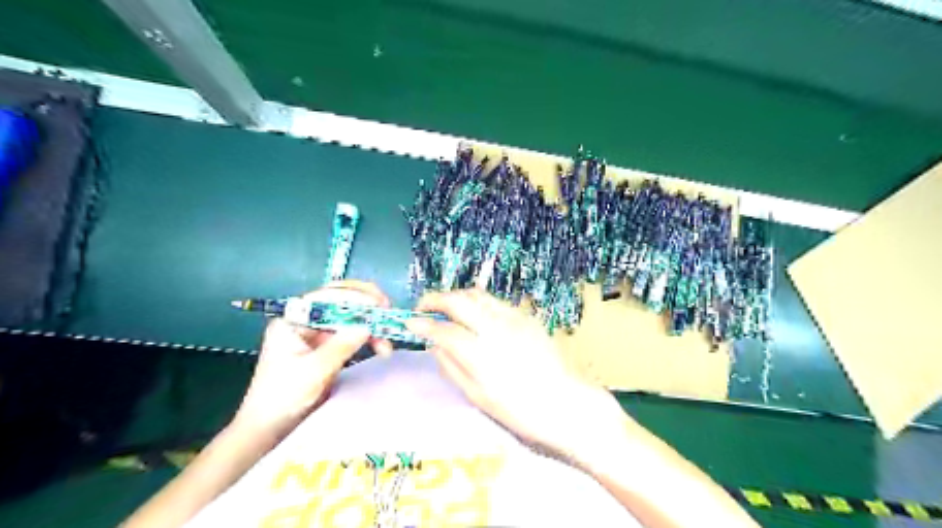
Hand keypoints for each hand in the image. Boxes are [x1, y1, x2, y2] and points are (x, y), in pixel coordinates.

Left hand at [240, 280, 395, 437]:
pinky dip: (368, 338)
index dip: (354, 297)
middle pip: (339, 301)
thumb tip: (367, 326)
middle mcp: (305, 321)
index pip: (326, 298)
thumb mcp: (313, 372)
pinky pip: (352, 334)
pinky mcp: (328, 347)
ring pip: (349, 318)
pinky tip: (381, 347)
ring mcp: (317, 334)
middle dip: (365, 304)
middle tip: (387, 311)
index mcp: (292, 321)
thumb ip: (340, 346)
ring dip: (370, 325)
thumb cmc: (282, 399)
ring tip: (387, 342)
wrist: (269, 430)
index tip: (378, 304)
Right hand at [408, 288, 623, 457]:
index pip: (442, 329)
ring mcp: (513, 318)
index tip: (410, 323)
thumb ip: (452, 367)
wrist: (567, 403)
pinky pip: (494, 301)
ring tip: (446, 308)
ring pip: (477, 294)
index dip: (422, 324)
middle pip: (458, 300)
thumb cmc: (520, 410)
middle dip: (435, 299)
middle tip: (423, 308)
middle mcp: (495, 327)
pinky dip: (477, 302)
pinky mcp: (526, 316)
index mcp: (481, 353)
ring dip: (456, 297)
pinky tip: (474, 315)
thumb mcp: (478, 397)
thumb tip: (435, 346)